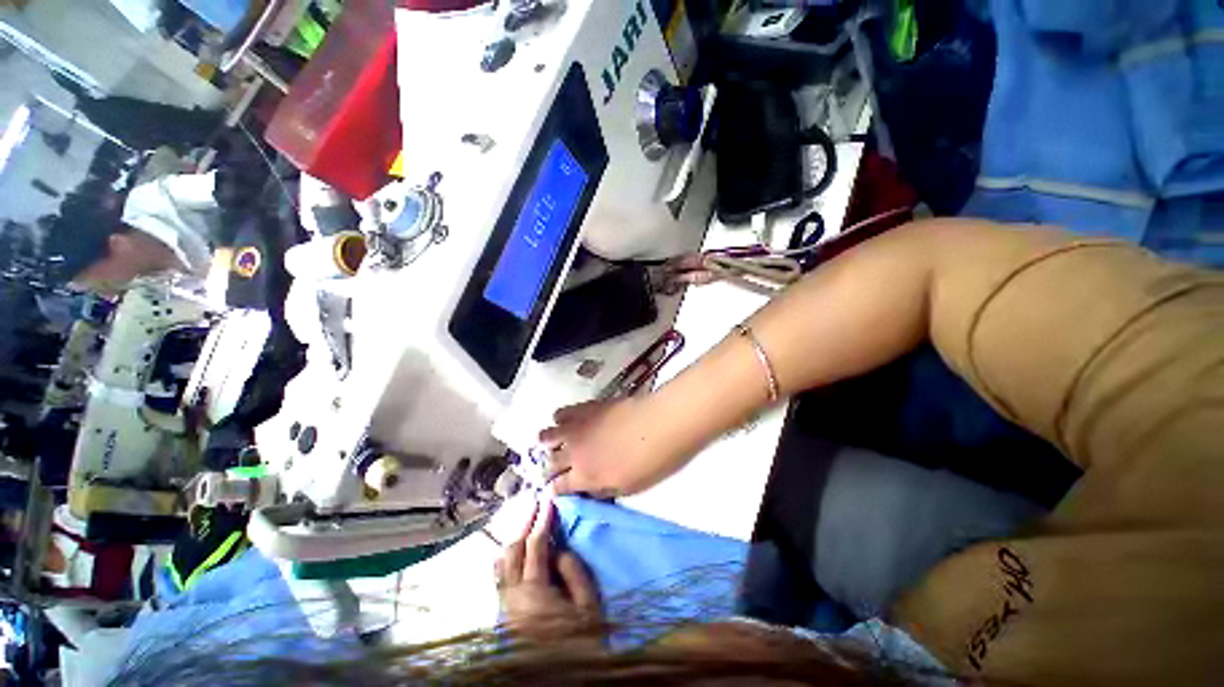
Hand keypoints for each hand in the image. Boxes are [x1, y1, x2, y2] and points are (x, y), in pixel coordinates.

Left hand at [495, 495, 600, 642]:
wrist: (558, 680)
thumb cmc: (579, 643)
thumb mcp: (587, 606)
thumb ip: (573, 571)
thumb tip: (558, 547)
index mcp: (534, 592)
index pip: (534, 545)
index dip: (542, 519)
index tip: (548, 499)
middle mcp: (512, 596)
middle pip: (511, 549)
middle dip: (524, 523)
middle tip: (535, 503)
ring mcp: (504, 605)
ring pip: (500, 562)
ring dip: (514, 538)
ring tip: (527, 522)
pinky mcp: (504, 613)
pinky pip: (500, 576)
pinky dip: (509, 556)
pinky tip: (519, 550)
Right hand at [539, 398, 671, 496]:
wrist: (659, 423)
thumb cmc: (650, 461)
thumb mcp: (628, 488)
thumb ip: (602, 490)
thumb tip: (588, 489)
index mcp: (584, 476)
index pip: (558, 487)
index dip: (556, 490)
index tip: (558, 489)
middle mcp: (574, 453)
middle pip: (548, 463)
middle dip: (548, 468)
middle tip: (556, 469)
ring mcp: (577, 428)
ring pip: (547, 436)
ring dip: (548, 442)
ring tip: (555, 443)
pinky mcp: (585, 408)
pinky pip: (561, 413)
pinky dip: (561, 420)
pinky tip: (570, 422)